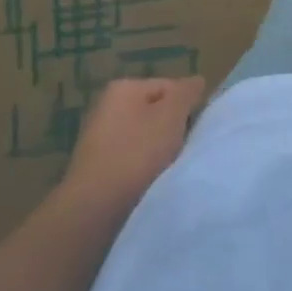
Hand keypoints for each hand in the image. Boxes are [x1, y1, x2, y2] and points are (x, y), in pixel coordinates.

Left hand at [62, 77, 204, 208]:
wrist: (95, 209)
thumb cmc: (137, 153)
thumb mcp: (172, 114)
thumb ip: (186, 92)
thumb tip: (196, 81)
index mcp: (123, 88)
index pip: (168, 87)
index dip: (187, 105)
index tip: (194, 128)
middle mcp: (106, 108)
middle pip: (155, 112)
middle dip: (172, 129)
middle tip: (182, 148)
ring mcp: (98, 140)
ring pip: (144, 139)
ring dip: (159, 152)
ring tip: (167, 169)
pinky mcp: (96, 170)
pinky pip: (131, 161)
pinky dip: (142, 170)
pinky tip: (149, 183)